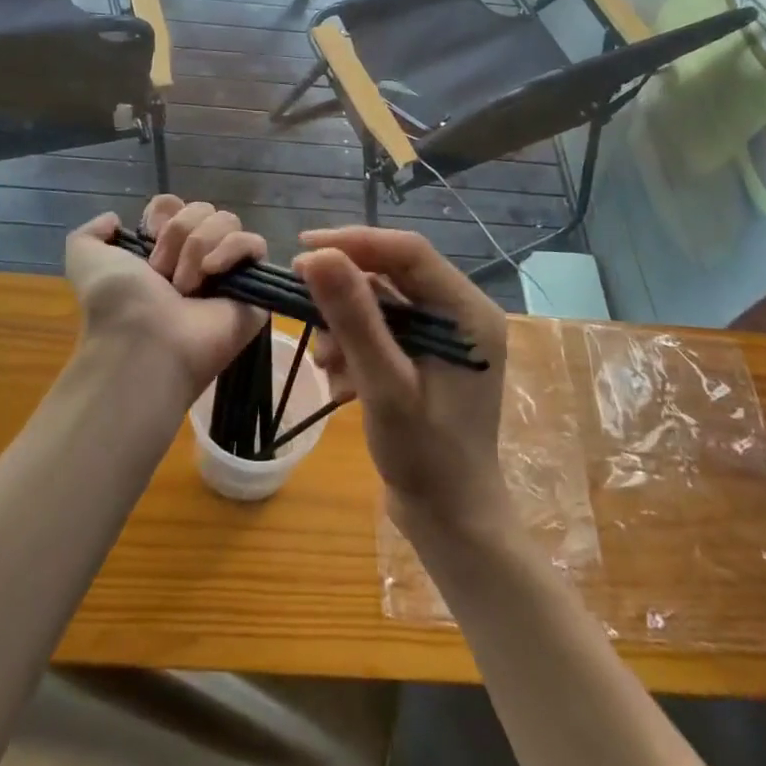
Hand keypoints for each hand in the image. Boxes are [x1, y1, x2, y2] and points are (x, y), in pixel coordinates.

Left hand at [64, 197, 268, 401]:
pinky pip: (255, 244)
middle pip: (203, 209)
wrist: (144, 341)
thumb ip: (90, 233)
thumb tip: (115, 219)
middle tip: (164, 273)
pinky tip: (213, 272)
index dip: (165, 212)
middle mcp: (195, 258)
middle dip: (180, 234)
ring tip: (186, 285)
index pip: (176, 205)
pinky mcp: (255, 286)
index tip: (150, 234)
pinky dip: (233, 250)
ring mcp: (227, 272)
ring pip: (229, 222)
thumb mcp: (85, 259)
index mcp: (161, 251)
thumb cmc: (117, 301)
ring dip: (200, 246)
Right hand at [293, 229, 511, 538]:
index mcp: (466, 312)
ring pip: (382, 303)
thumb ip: (354, 318)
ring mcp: (444, 336)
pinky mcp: (427, 357)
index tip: (303, 248)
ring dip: (346, 325)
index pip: (408, 252)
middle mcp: (460, 314)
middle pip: (393, 274)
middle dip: (345, 291)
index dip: (355, 242)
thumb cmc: (427, 457)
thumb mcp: (384, 385)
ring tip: (327, 362)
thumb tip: (317, 255)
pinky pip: (383, 330)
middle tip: (299, 299)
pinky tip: (342, 382)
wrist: (452, 523)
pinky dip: (356, 347)